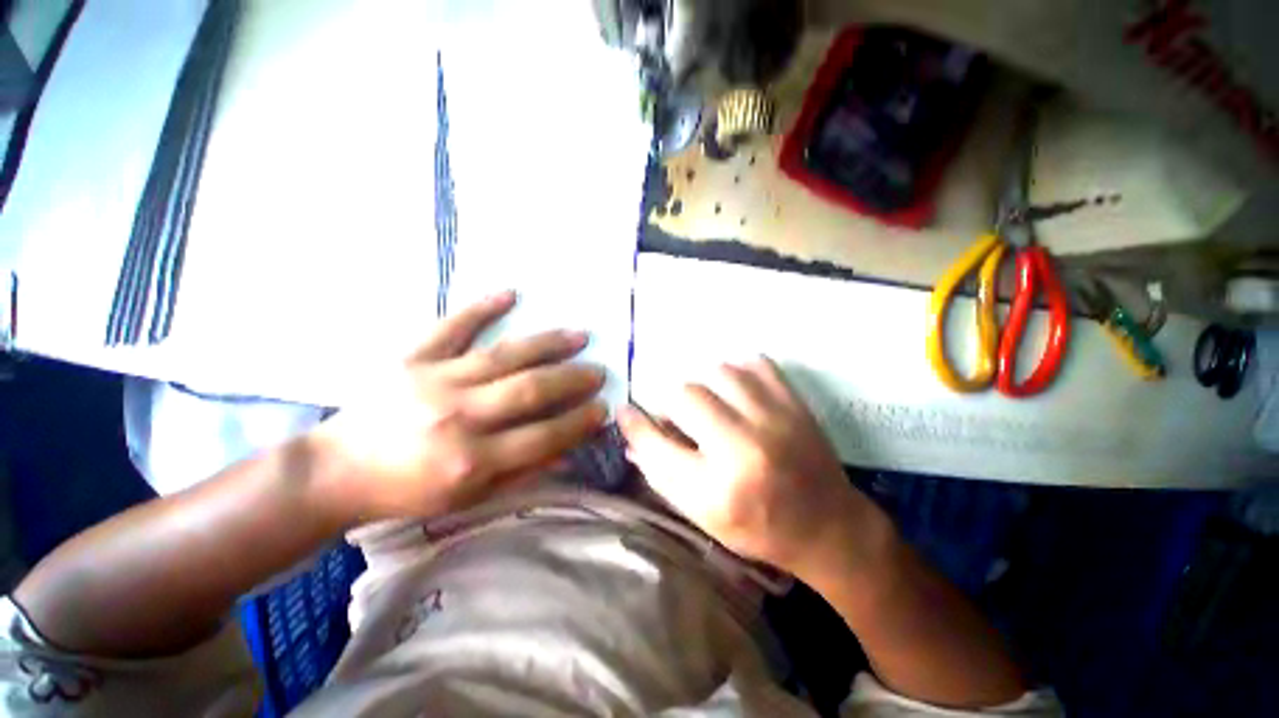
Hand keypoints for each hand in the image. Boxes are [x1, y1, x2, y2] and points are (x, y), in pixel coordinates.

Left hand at [311, 291, 607, 525]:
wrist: (336, 472)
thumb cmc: (407, 491)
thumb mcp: (469, 498)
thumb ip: (522, 472)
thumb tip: (568, 452)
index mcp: (472, 461)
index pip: (544, 437)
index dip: (579, 421)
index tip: (603, 408)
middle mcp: (459, 417)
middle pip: (531, 390)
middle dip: (573, 379)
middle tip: (599, 370)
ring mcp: (435, 381)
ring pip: (505, 355)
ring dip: (548, 343)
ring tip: (580, 335)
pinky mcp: (412, 358)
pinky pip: (452, 326)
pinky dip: (482, 307)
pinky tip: (511, 293)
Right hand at [618, 357, 888, 576]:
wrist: (828, 526)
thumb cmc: (759, 528)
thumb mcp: (703, 516)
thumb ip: (662, 475)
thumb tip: (634, 437)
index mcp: (718, 489)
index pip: (657, 443)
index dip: (635, 423)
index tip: (625, 410)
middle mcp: (745, 448)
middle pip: (685, 394)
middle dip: (672, 404)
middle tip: (680, 417)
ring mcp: (775, 419)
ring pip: (719, 371)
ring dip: (705, 386)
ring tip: (711, 404)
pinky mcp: (795, 403)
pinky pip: (755, 363)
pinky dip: (738, 371)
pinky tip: (738, 392)